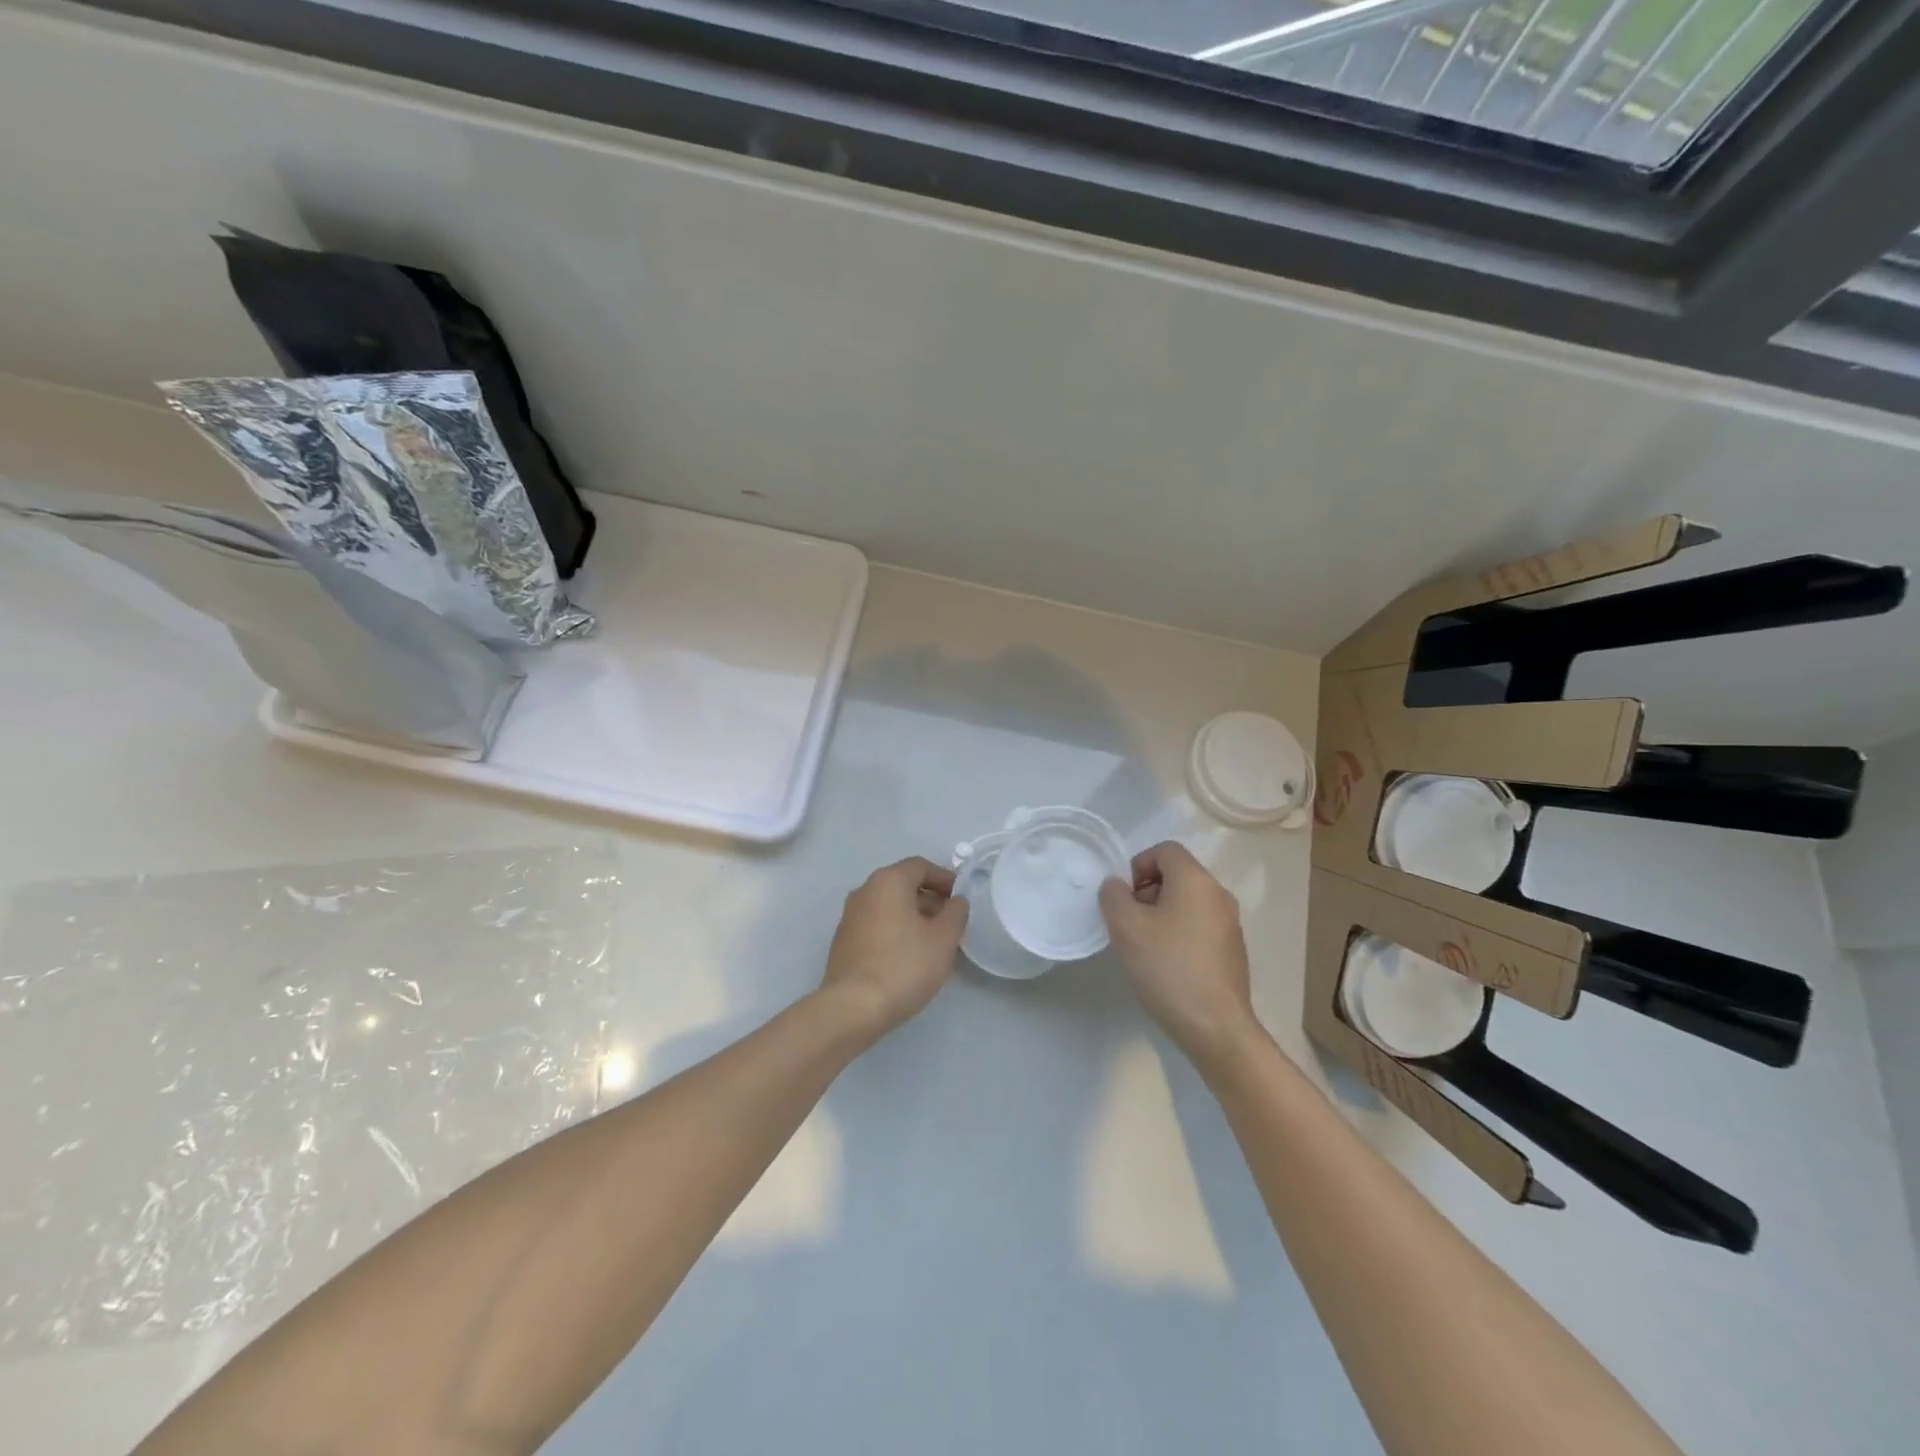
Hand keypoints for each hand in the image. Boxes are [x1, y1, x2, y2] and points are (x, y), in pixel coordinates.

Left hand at [820, 856, 968, 1037]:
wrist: (853, 1007)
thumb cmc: (904, 965)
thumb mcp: (944, 938)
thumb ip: (956, 912)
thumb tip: (956, 901)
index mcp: (888, 881)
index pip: (921, 866)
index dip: (945, 878)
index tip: (961, 898)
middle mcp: (865, 890)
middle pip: (903, 885)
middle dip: (930, 899)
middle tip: (951, 923)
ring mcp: (849, 916)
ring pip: (889, 906)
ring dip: (913, 917)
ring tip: (933, 942)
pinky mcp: (843, 941)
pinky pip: (876, 924)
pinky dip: (895, 930)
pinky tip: (908, 956)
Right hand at [1099, 842, 1259, 1067]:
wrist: (1216, 1027)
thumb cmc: (1168, 968)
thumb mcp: (1126, 927)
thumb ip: (1113, 896)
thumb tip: (1117, 886)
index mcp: (1196, 880)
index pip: (1165, 850)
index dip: (1137, 865)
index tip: (1124, 898)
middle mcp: (1218, 894)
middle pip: (1177, 875)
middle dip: (1147, 891)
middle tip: (1129, 923)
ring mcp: (1230, 924)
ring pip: (1188, 901)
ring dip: (1162, 914)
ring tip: (1145, 947)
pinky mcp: (1233, 950)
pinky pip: (1200, 925)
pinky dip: (1179, 933)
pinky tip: (1167, 965)